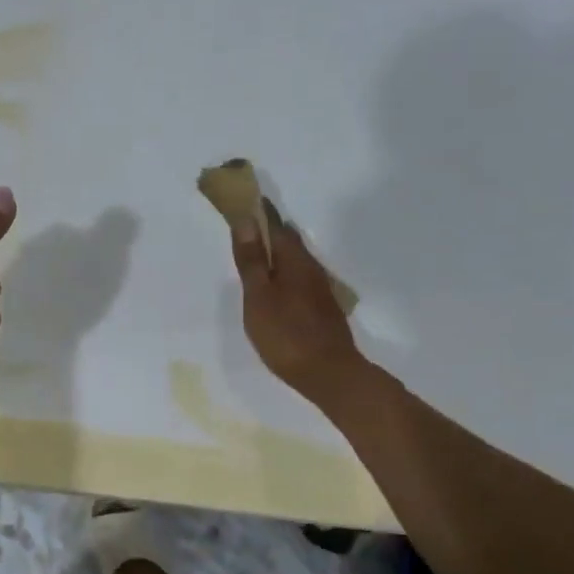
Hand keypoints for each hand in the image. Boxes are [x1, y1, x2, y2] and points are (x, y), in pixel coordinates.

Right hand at [228, 201, 363, 403]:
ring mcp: (319, 289)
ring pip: (295, 261)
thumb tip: (246, 220)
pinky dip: (284, 273)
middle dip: (268, 230)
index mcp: (293, 261)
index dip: (259, 212)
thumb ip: (251, 261)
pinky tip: (275, 286)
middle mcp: (310, 268)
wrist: (329, 374)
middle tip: (245, 225)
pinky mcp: (321, 308)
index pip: (275, 226)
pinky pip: (299, 279)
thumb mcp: (259, 297)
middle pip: (288, 241)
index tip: (243, 200)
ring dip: (277, 253)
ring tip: (256, 254)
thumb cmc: (286, 334)